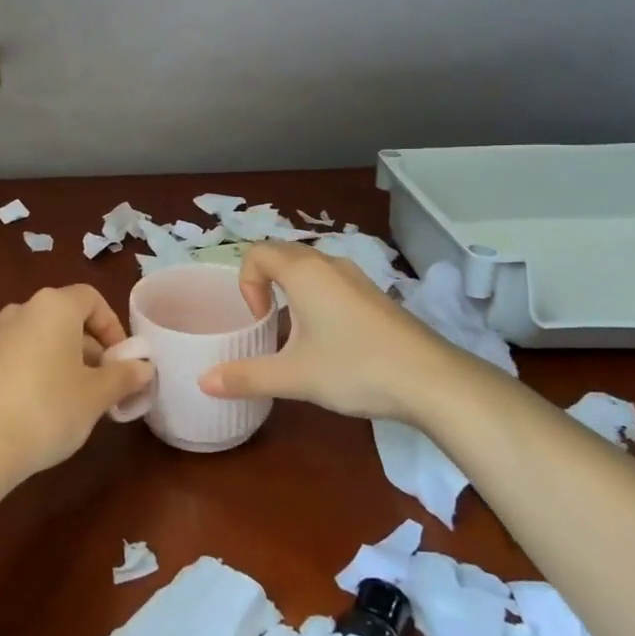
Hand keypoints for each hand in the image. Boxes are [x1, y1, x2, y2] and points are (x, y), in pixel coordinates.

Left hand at [0, 285, 152, 477]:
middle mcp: (23, 311)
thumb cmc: (49, 408)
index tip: (122, 360)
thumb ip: (124, 376)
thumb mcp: (97, 394)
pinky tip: (47, 406)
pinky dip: (40, 370)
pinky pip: (23, 356)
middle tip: (107, 384)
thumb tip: (144, 367)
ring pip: (44, 338)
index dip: (113, 326)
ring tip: (80, 398)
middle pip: (67, 318)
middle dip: (92, 348)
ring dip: (67, 360)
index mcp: (54, 306)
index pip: (92, 299)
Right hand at [198, 243, 461, 420]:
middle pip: (282, 255)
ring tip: (296, 335)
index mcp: (304, 272)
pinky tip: (330, 342)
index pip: (256, 253)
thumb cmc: (354, 368)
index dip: (246, 283)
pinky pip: (333, 284)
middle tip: (268, 324)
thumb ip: (245, 377)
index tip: (260, 321)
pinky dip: (318, 300)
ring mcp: (357, 278)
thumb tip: (203, 382)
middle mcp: (329, 264)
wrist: (431, 380)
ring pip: (310, 270)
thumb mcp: (294, 376)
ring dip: (292, 292)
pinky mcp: (376, 296)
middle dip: (265, 284)